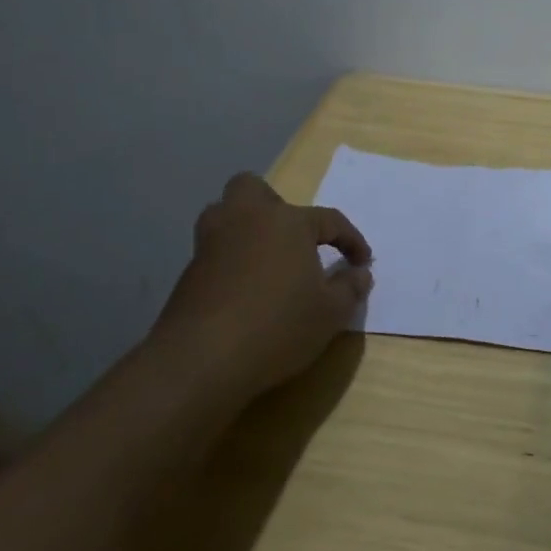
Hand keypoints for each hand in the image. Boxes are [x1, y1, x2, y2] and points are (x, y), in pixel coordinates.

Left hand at [152, 172, 372, 397]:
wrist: (201, 361)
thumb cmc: (278, 326)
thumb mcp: (331, 313)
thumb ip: (350, 287)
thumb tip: (359, 273)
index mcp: (287, 222)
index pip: (330, 220)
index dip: (351, 240)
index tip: (362, 263)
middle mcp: (246, 220)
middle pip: (253, 189)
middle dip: (273, 205)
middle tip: (292, 239)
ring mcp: (211, 244)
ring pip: (224, 215)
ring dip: (244, 229)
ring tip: (266, 260)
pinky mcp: (188, 273)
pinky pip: (214, 252)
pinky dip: (230, 262)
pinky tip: (244, 292)